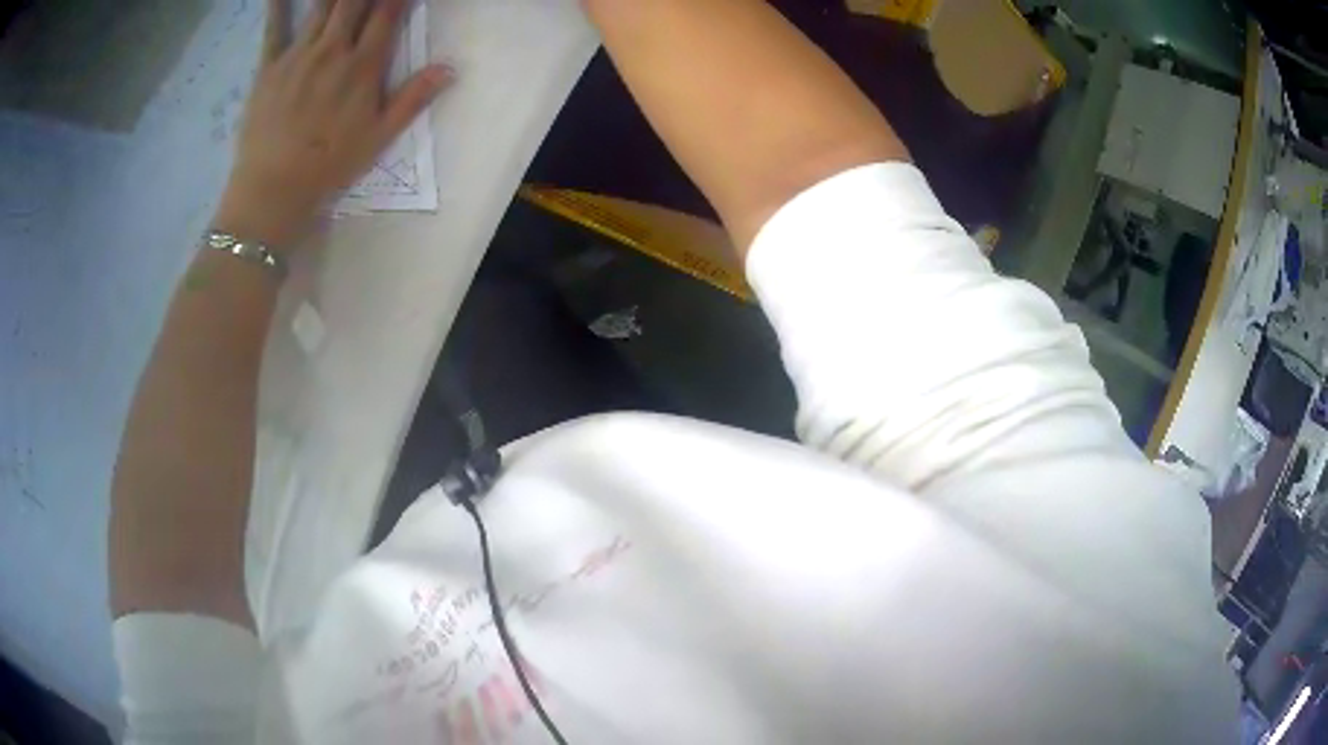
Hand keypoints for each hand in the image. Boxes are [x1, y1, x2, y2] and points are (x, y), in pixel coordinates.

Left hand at [213, 0, 450, 248]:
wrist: (273, 189)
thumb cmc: (329, 166)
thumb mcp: (379, 138)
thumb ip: (413, 99)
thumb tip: (450, 67)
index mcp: (362, 66)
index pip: (387, 13)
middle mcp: (332, 50)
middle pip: (354, 1)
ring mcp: (298, 54)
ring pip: (322, 6)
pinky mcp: (269, 66)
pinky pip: (274, 27)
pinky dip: (278, 6)